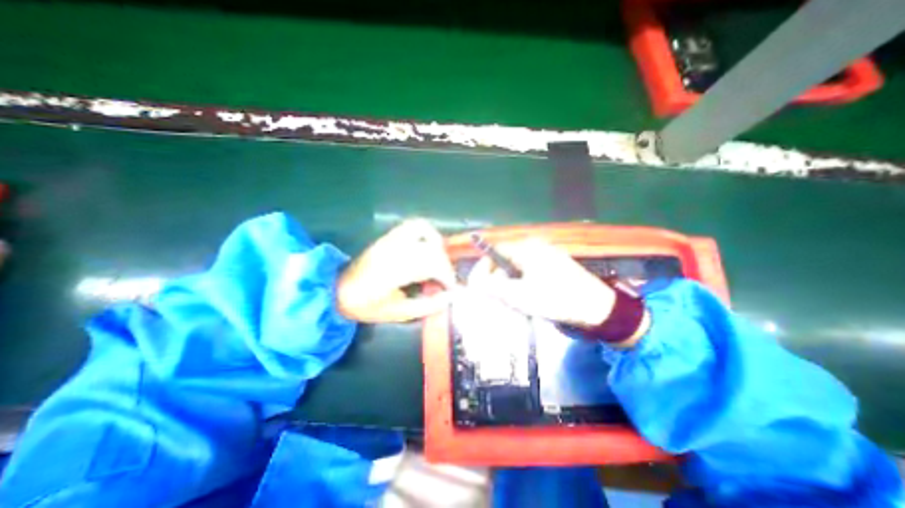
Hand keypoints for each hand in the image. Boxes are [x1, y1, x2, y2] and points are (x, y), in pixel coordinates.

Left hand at [335, 219, 455, 322]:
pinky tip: (429, 247)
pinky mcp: (389, 236)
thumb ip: (427, 306)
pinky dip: (428, 234)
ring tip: (439, 261)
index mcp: (392, 272)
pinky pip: (415, 226)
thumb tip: (450, 297)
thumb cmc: (366, 305)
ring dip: (438, 245)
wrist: (336, 290)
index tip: (451, 288)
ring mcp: (390, 239)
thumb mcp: (397, 313)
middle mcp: (393, 250)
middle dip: (445, 264)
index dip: (447, 275)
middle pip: (431, 248)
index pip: (431, 264)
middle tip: (445, 280)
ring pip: (424, 230)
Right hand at [466, 238, 615, 326]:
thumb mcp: (519, 295)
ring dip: (510, 286)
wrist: (598, 309)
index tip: (477, 287)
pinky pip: (528, 275)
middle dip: (497, 281)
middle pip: (505, 262)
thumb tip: (474, 281)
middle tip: (498, 300)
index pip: (495, 252)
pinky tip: (528, 301)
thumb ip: (493, 287)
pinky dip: (522, 287)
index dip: (483, 269)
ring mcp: (545, 258)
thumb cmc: (556, 299)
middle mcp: (535, 248)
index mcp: (527, 249)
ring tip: (515, 303)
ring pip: (516, 270)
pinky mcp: (552, 268)